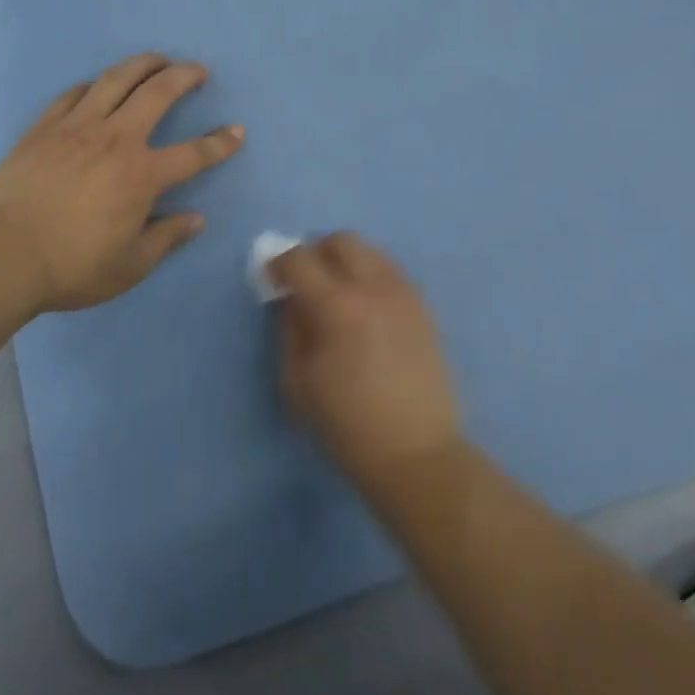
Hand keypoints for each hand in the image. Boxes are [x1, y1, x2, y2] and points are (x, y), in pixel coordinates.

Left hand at [0, 53, 244, 311]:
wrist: (2, 254)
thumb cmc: (72, 265)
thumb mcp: (130, 265)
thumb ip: (166, 238)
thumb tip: (196, 219)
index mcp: (142, 174)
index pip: (194, 154)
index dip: (220, 143)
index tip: (237, 130)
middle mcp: (116, 139)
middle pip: (158, 94)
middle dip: (184, 76)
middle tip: (197, 69)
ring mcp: (77, 127)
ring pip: (115, 81)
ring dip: (142, 65)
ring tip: (156, 59)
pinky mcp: (44, 128)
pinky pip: (73, 95)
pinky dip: (92, 85)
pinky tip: (97, 85)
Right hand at [274, 234, 462, 492]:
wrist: (417, 454)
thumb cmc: (348, 426)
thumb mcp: (298, 382)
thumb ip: (289, 329)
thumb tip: (291, 298)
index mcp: (338, 306)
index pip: (300, 259)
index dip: (279, 262)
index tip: (272, 278)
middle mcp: (374, 287)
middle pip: (341, 240)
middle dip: (316, 252)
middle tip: (305, 281)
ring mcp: (404, 294)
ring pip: (370, 251)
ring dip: (345, 261)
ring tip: (337, 294)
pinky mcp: (423, 307)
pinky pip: (390, 272)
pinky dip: (370, 276)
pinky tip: (365, 308)